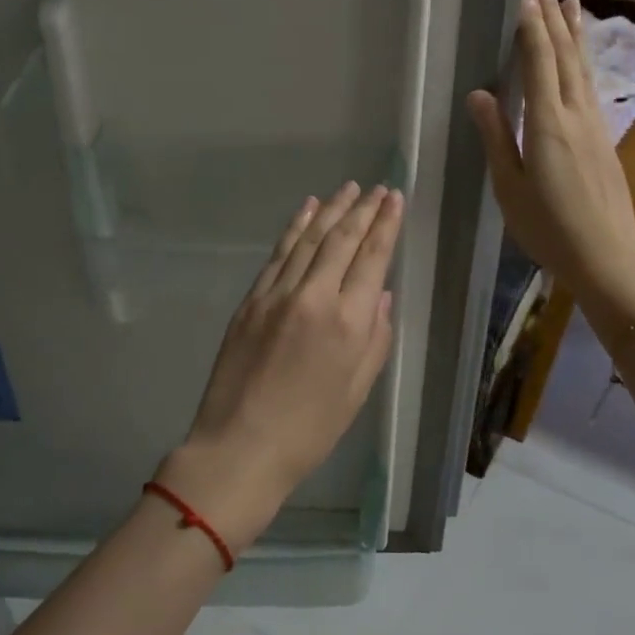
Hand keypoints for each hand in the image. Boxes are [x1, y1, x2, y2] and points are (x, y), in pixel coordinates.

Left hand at [155, 181, 402, 550]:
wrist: (240, 446)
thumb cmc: (309, 430)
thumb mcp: (357, 391)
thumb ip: (375, 338)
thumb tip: (379, 295)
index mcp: (348, 323)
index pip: (372, 259)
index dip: (385, 225)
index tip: (394, 199)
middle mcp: (315, 297)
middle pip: (342, 240)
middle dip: (363, 210)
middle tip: (377, 188)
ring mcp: (277, 294)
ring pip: (309, 239)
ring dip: (330, 210)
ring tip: (348, 188)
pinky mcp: (251, 300)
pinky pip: (278, 254)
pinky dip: (295, 228)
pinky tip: (307, 210)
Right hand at [466, 0, 634, 334]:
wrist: (607, 257)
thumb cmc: (547, 227)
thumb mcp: (509, 187)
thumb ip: (497, 137)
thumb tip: (479, 93)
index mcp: (547, 124)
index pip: (538, 62)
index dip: (531, 25)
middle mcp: (576, 115)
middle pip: (564, 56)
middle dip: (553, 16)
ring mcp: (596, 126)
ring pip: (583, 69)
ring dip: (575, 33)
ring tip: (572, 2)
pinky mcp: (605, 140)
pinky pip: (591, 87)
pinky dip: (584, 61)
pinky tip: (582, 59)